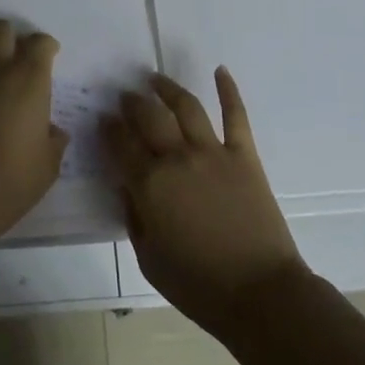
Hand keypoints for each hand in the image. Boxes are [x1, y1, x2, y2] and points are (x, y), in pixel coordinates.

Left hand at [0, 19, 68, 250]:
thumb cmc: (14, 177)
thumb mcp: (49, 163)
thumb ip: (54, 139)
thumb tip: (51, 130)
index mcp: (29, 79)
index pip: (39, 42)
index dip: (46, 46)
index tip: (51, 58)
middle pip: (2, 29)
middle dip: (13, 38)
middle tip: (22, 62)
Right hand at [104, 68, 306, 336]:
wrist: (260, 293)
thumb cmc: (198, 285)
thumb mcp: (149, 258)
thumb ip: (134, 216)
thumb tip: (127, 186)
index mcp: (150, 185)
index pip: (121, 145)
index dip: (109, 129)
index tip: (104, 120)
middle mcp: (177, 158)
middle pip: (149, 118)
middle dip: (132, 104)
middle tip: (125, 97)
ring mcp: (213, 152)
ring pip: (186, 107)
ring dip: (167, 89)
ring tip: (155, 79)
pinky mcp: (244, 155)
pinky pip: (236, 115)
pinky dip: (229, 90)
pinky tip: (220, 71)